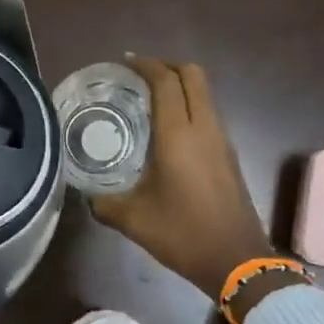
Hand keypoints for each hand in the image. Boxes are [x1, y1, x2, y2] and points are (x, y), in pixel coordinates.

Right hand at [90, 57, 273, 296]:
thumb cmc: (182, 234)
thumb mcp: (132, 219)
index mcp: (179, 134)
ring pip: (205, 94)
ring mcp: (222, 140)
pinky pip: (209, 114)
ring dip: (180, 86)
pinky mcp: (229, 155)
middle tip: (138, 75)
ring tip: (149, 100)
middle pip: (194, 75)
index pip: (166, 81)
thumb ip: (103, 203)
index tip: (124, 63)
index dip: (145, 65)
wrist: (237, 261)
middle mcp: (205, 128)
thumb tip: (87, 196)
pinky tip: (167, 131)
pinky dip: (189, 107)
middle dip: (167, 66)